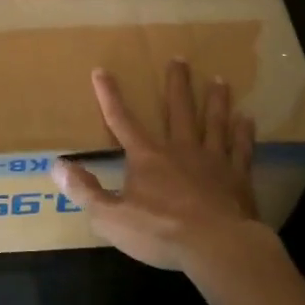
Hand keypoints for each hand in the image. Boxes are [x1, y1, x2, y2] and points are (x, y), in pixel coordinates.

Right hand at [54, 60, 263, 272]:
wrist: (216, 246)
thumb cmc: (161, 232)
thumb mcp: (111, 217)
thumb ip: (85, 191)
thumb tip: (57, 165)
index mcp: (147, 158)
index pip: (122, 121)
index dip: (109, 96)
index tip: (101, 70)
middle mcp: (180, 150)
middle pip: (177, 110)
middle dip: (176, 84)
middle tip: (180, 58)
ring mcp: (212, 161)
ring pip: (213, 123)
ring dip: (215, 101)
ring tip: (219, 80)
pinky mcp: (238, 178)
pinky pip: (241, 149)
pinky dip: (243, 133)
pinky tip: (248, 119)